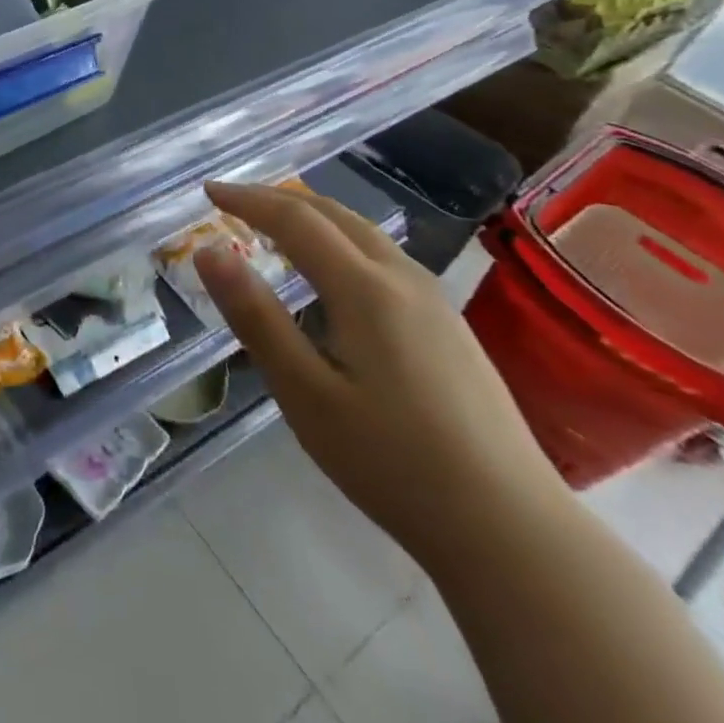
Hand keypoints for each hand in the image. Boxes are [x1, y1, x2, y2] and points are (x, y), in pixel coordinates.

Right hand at [196, 183, 567, 567]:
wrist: (515, 533)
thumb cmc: (393, 462)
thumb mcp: (305, 393)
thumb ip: (255, 316)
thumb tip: (208, 251)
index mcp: (365, 288)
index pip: (295, 219)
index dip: (248, 199)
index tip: (209, 191)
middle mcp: (403, 279)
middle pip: (334, 214)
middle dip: (278, 199)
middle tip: (233, 202)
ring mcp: (435, 302)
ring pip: (364, 233)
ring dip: (312, 217)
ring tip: (274, 226)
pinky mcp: (451, 327)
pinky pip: (383, 257)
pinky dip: (340, 241)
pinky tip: (332, 273)